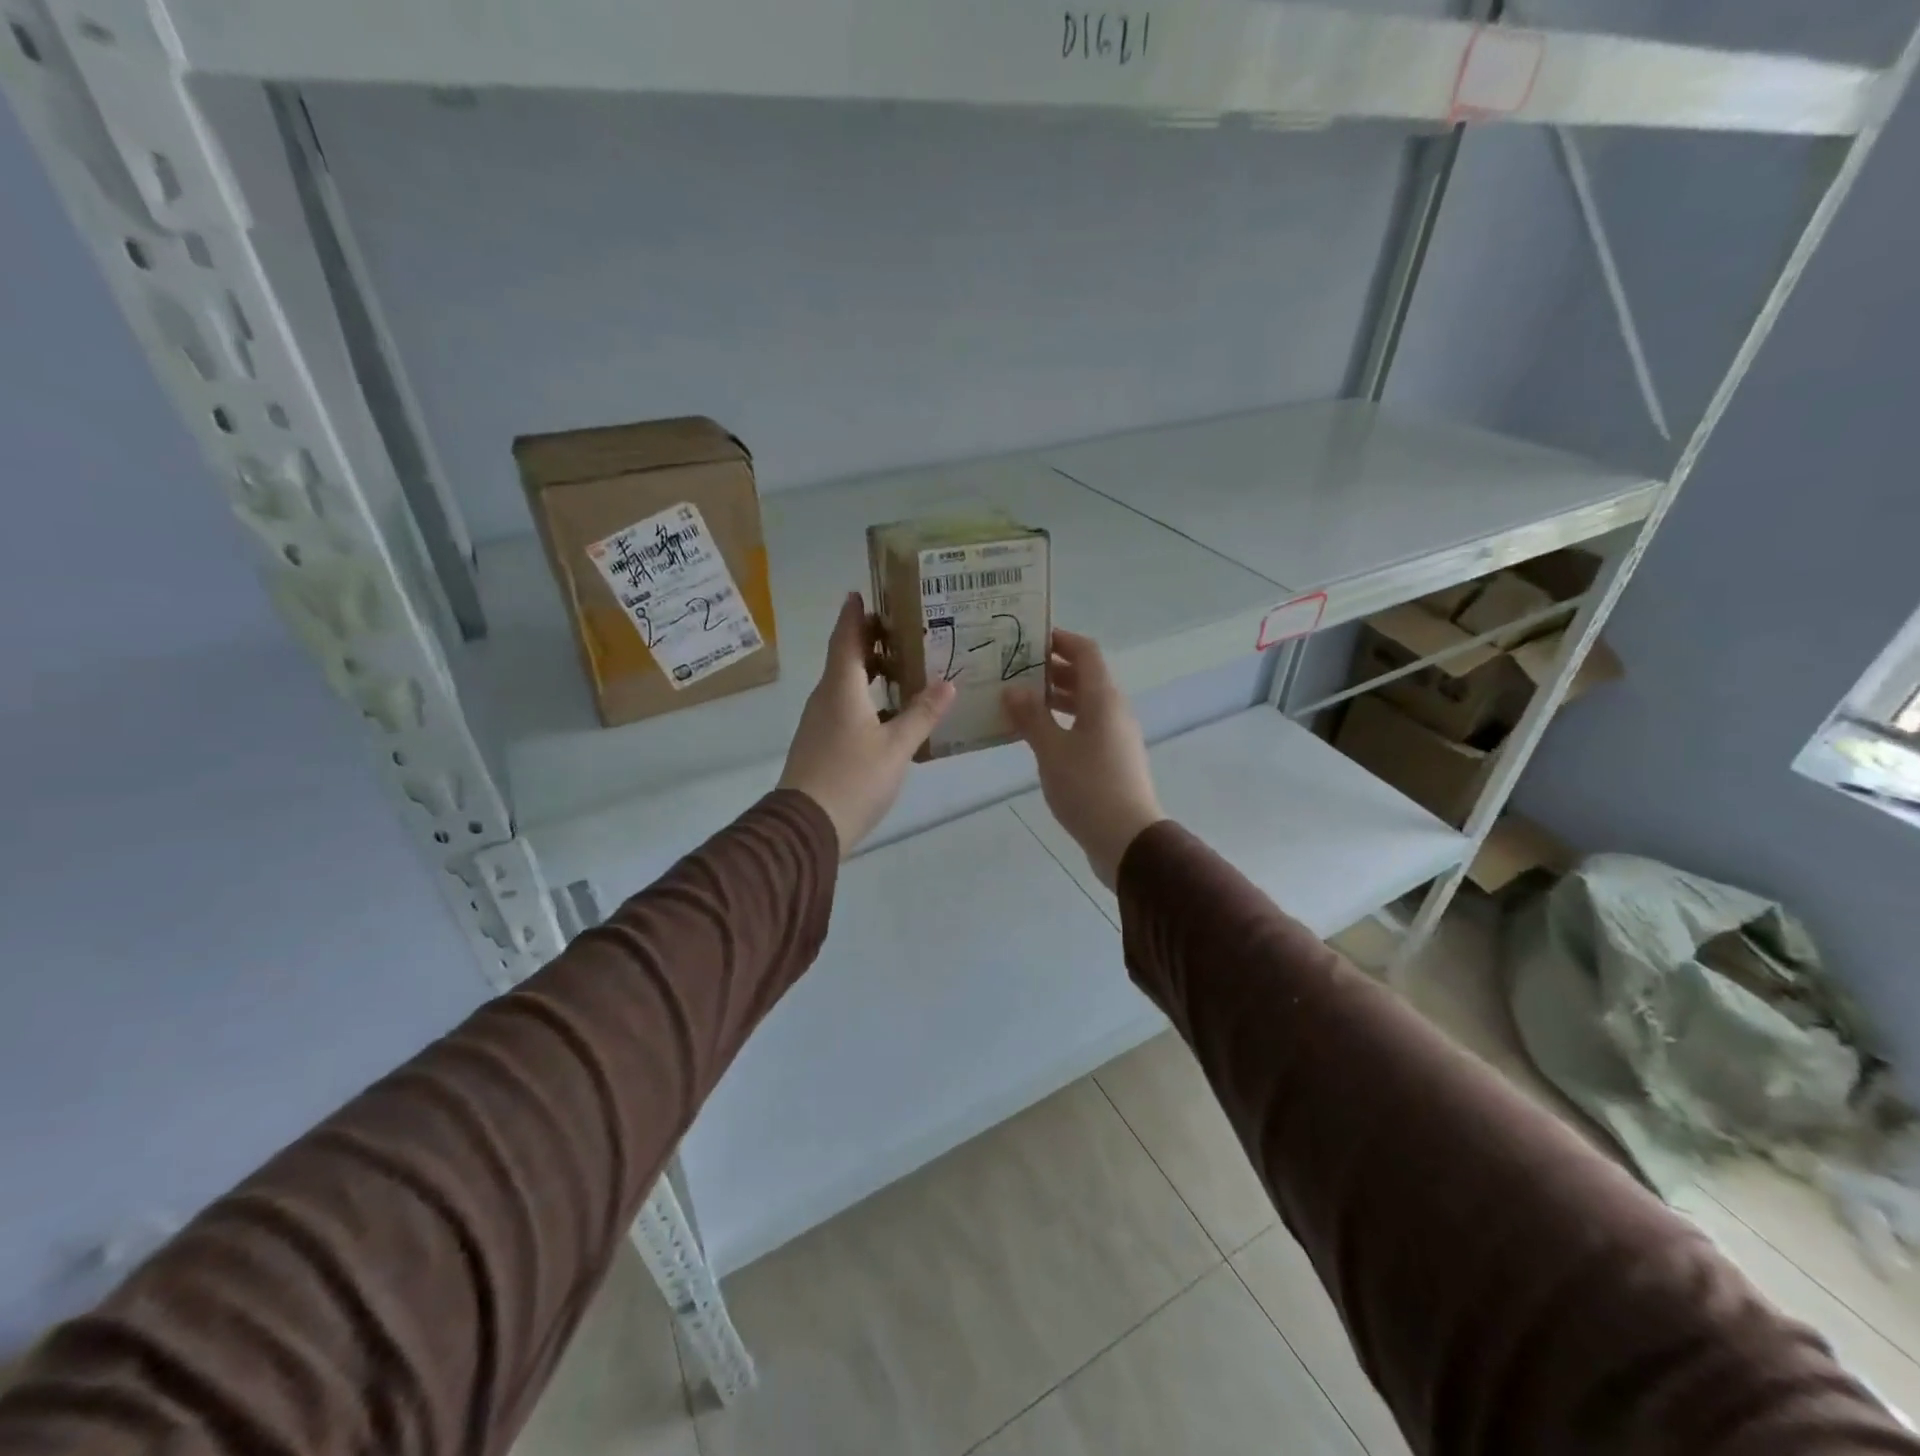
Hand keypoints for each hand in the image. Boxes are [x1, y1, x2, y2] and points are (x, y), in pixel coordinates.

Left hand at [778, 592, 955, 857]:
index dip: (854, 615)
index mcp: (841, 689)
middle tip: (901, 631)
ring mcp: (820, 722)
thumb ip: (922, 714)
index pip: (846, 639)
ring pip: (845, 685)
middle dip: (869, 642)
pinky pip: (844, 707)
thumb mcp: (896, 746)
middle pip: (846, 659)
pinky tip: (890, 714)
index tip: (860, 593)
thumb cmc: (853, 778)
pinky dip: (866, 699)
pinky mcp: (820, 744)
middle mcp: (825, 698)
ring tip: (903, 669)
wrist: (806, 826)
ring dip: (869, 672)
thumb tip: (948, 683)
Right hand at [1003, 629, 1164, 888]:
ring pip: (1084, 703)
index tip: (1029, 638)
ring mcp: (1115, 735)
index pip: (1085, 652)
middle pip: (1085, 676)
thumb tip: (1013, 689)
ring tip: (1017, 699)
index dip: (1060, 640)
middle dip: (1050, 668)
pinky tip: (1035, 735)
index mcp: (1103, 699)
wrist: (1127, 839)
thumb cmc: (1088, 788)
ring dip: (1054, 697)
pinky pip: (1084, 726)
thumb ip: (1031, 717)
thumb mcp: (1052, 750)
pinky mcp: (1111, 759)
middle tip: (1013, 668)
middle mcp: (1113, 710)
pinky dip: (1061, 722)